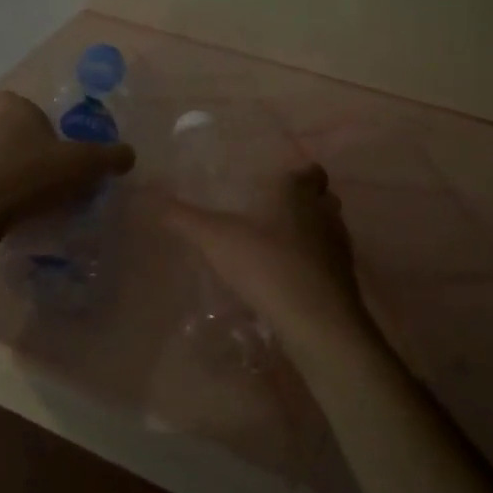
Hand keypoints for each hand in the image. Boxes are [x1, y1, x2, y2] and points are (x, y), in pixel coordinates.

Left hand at [0, 92, 135, 235]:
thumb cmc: (31, 176)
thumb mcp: (83, 165)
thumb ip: (109, 157)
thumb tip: (128, 154)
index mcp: (16, 112)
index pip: (19, 101)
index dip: (34, 115)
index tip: (53, 136)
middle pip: (12, 131)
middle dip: (32, 149)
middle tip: (57, 173)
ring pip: (0, 160)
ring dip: (18, 175)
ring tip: (42, 200)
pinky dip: (3, 197)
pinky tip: (19, 216)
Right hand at [163, 163, 369, 344]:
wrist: (316, 321)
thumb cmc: (267, 264)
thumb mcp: (214, 238)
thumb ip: (182, 218)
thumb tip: (147, 197)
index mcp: (298, 192)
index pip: (309, 171)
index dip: (295, 175)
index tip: (274, 185)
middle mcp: (325, 214)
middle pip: (322, 199)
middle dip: (302, 204)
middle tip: (271, 215)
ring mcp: (339, 248)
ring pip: (327, 231)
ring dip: (309, 236)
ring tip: (277, 249)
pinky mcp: (345, 281)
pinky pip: (328, 264)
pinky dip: (312, 267)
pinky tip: (288, 281)